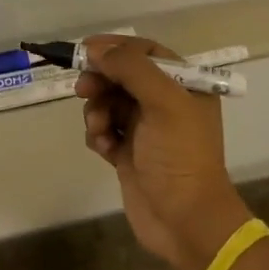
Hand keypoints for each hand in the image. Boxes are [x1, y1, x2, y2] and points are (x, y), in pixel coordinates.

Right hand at [76, 34, 253, 269]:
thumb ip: (131, 69)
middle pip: (122, 75)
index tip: (86, 52)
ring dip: (97, 110)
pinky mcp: (129, 152)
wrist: (186, 221)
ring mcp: (146, 129)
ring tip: (100, 129)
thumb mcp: (164, 103)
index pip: (145, 51)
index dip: (115, 48)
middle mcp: (166, 102)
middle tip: (83, 89)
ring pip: (108, 102)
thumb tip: (97, 49)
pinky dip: (98, 134)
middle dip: (101, 80)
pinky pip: (104, 129)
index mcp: (184, 85)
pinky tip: (104, 148)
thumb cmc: (180, 156)